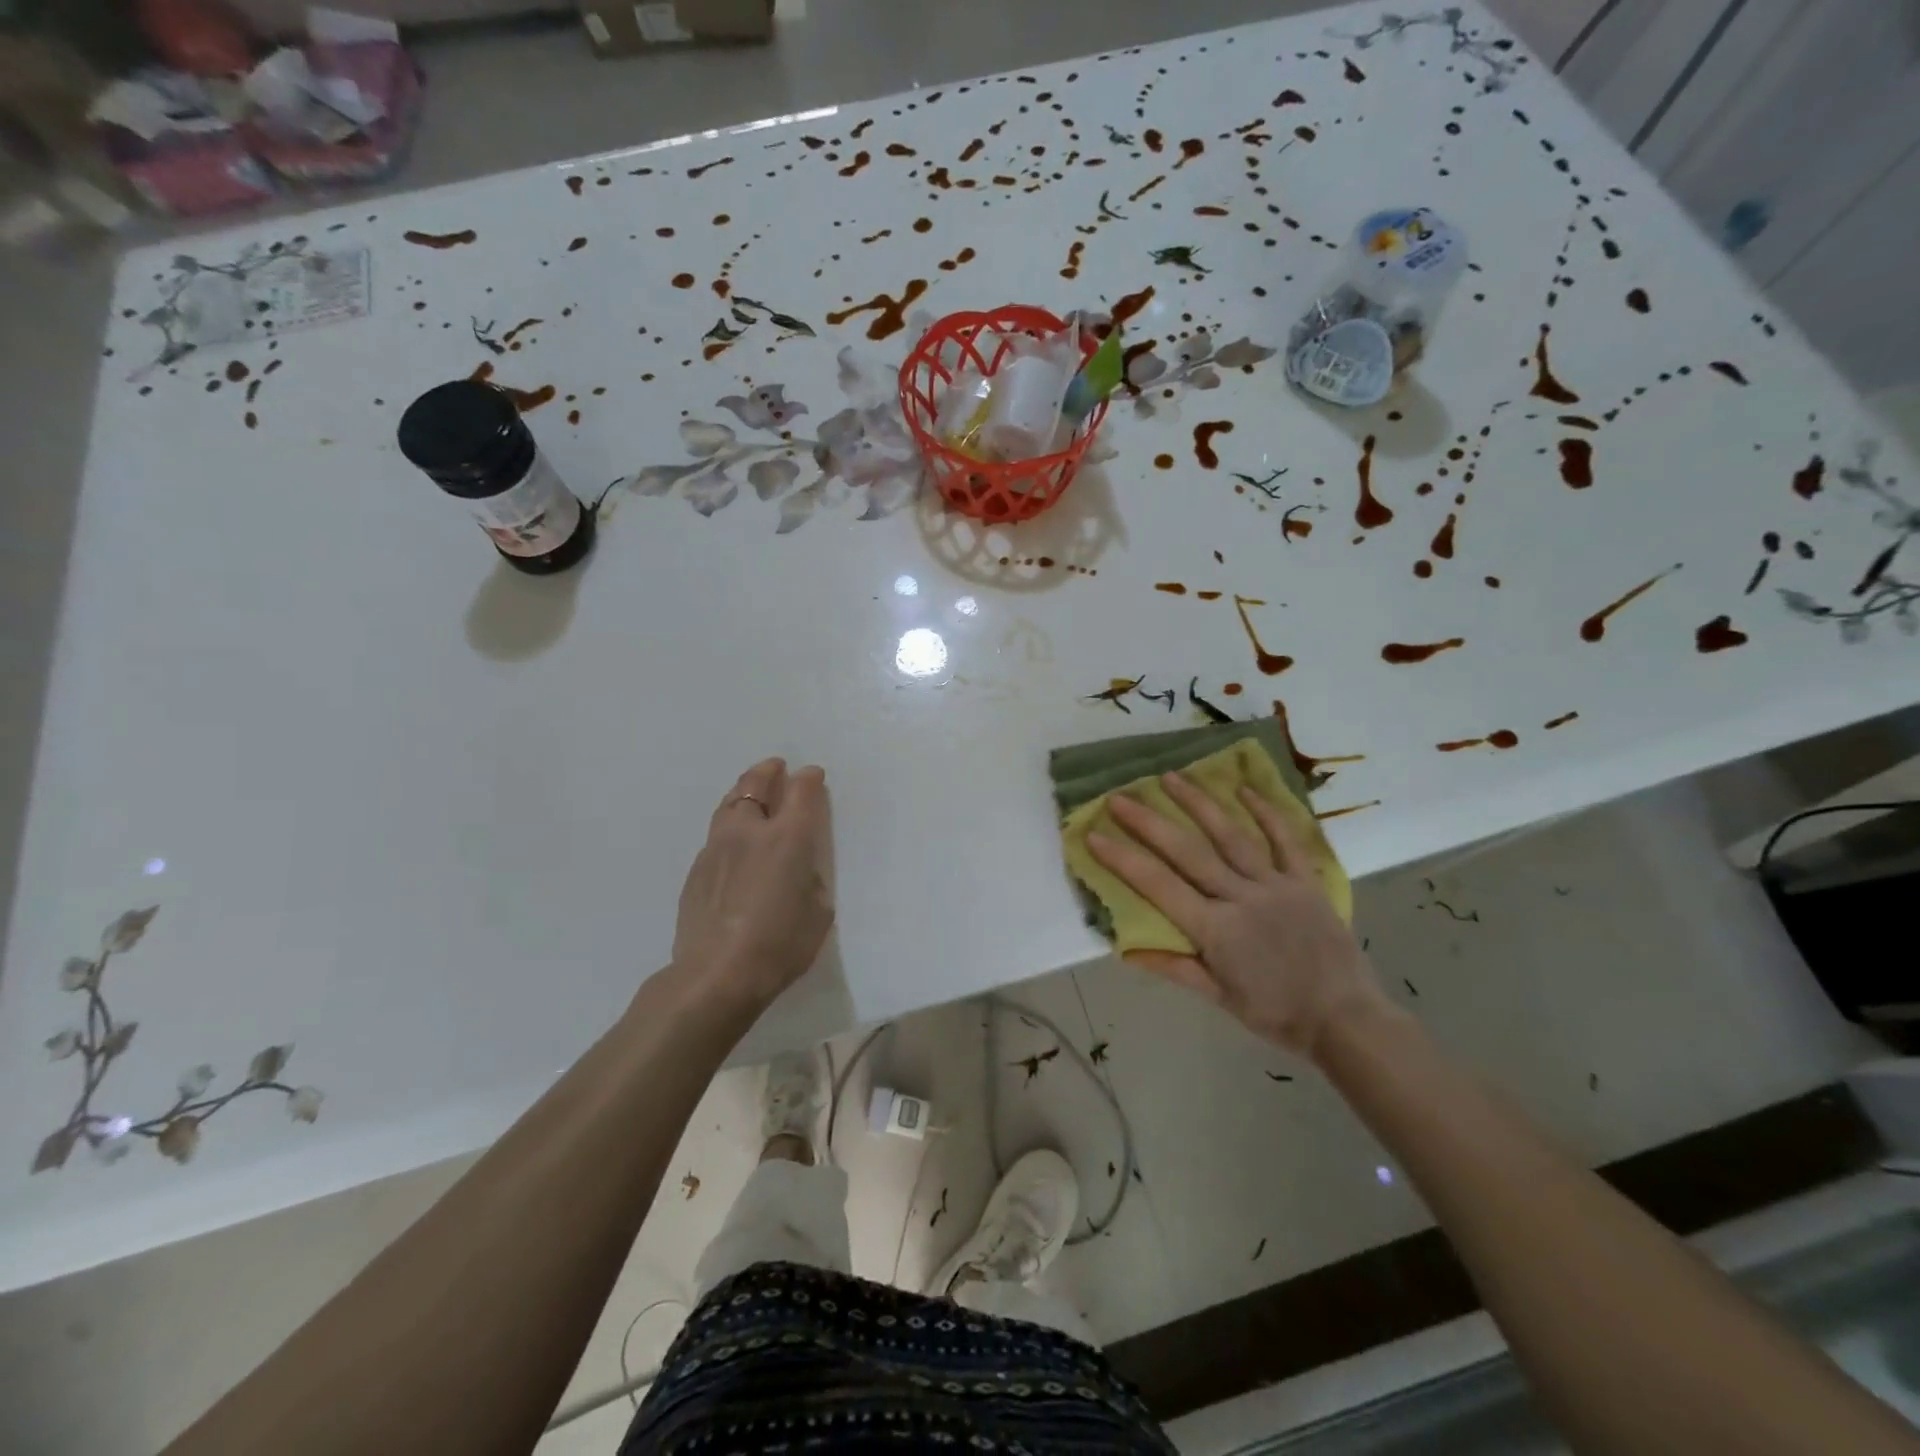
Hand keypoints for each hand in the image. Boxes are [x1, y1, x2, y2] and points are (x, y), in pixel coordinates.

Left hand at [671, 758, 834, 1011]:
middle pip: (756, 785)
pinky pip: (715, 834)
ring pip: (729, 804)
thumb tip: (798, 870)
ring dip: (744, 791)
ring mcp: (717, 848)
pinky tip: (733, 840)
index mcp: (788, 838)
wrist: (717, 974)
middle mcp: (750, 832)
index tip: (813, 775)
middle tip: (776, 767)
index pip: (801, 791)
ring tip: (751, 791)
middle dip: (769, 771)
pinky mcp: (696, 869)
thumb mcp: (818, 912)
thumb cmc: (781, 945)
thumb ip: (810, 879)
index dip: (809, 779)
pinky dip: (729, 825)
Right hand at [1087, 771, 1381, 1060]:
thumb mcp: (1220, 999)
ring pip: (1231, 836)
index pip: (1158, 886)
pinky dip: (1266, 813)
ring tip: (1172, 777)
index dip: (1123, 860)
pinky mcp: (1305, 882)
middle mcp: (1241, 898)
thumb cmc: (1277, 1014)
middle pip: (1188, 852)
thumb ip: (1175, 967)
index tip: (1094, 835)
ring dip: (1199, 804)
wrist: (1347, 1020)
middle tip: (1120, 796)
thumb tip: (1126, 949)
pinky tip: (1243, 789)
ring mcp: (1276, 885)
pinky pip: (1285, 841)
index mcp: (1215, 930)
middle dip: (1150, 822)